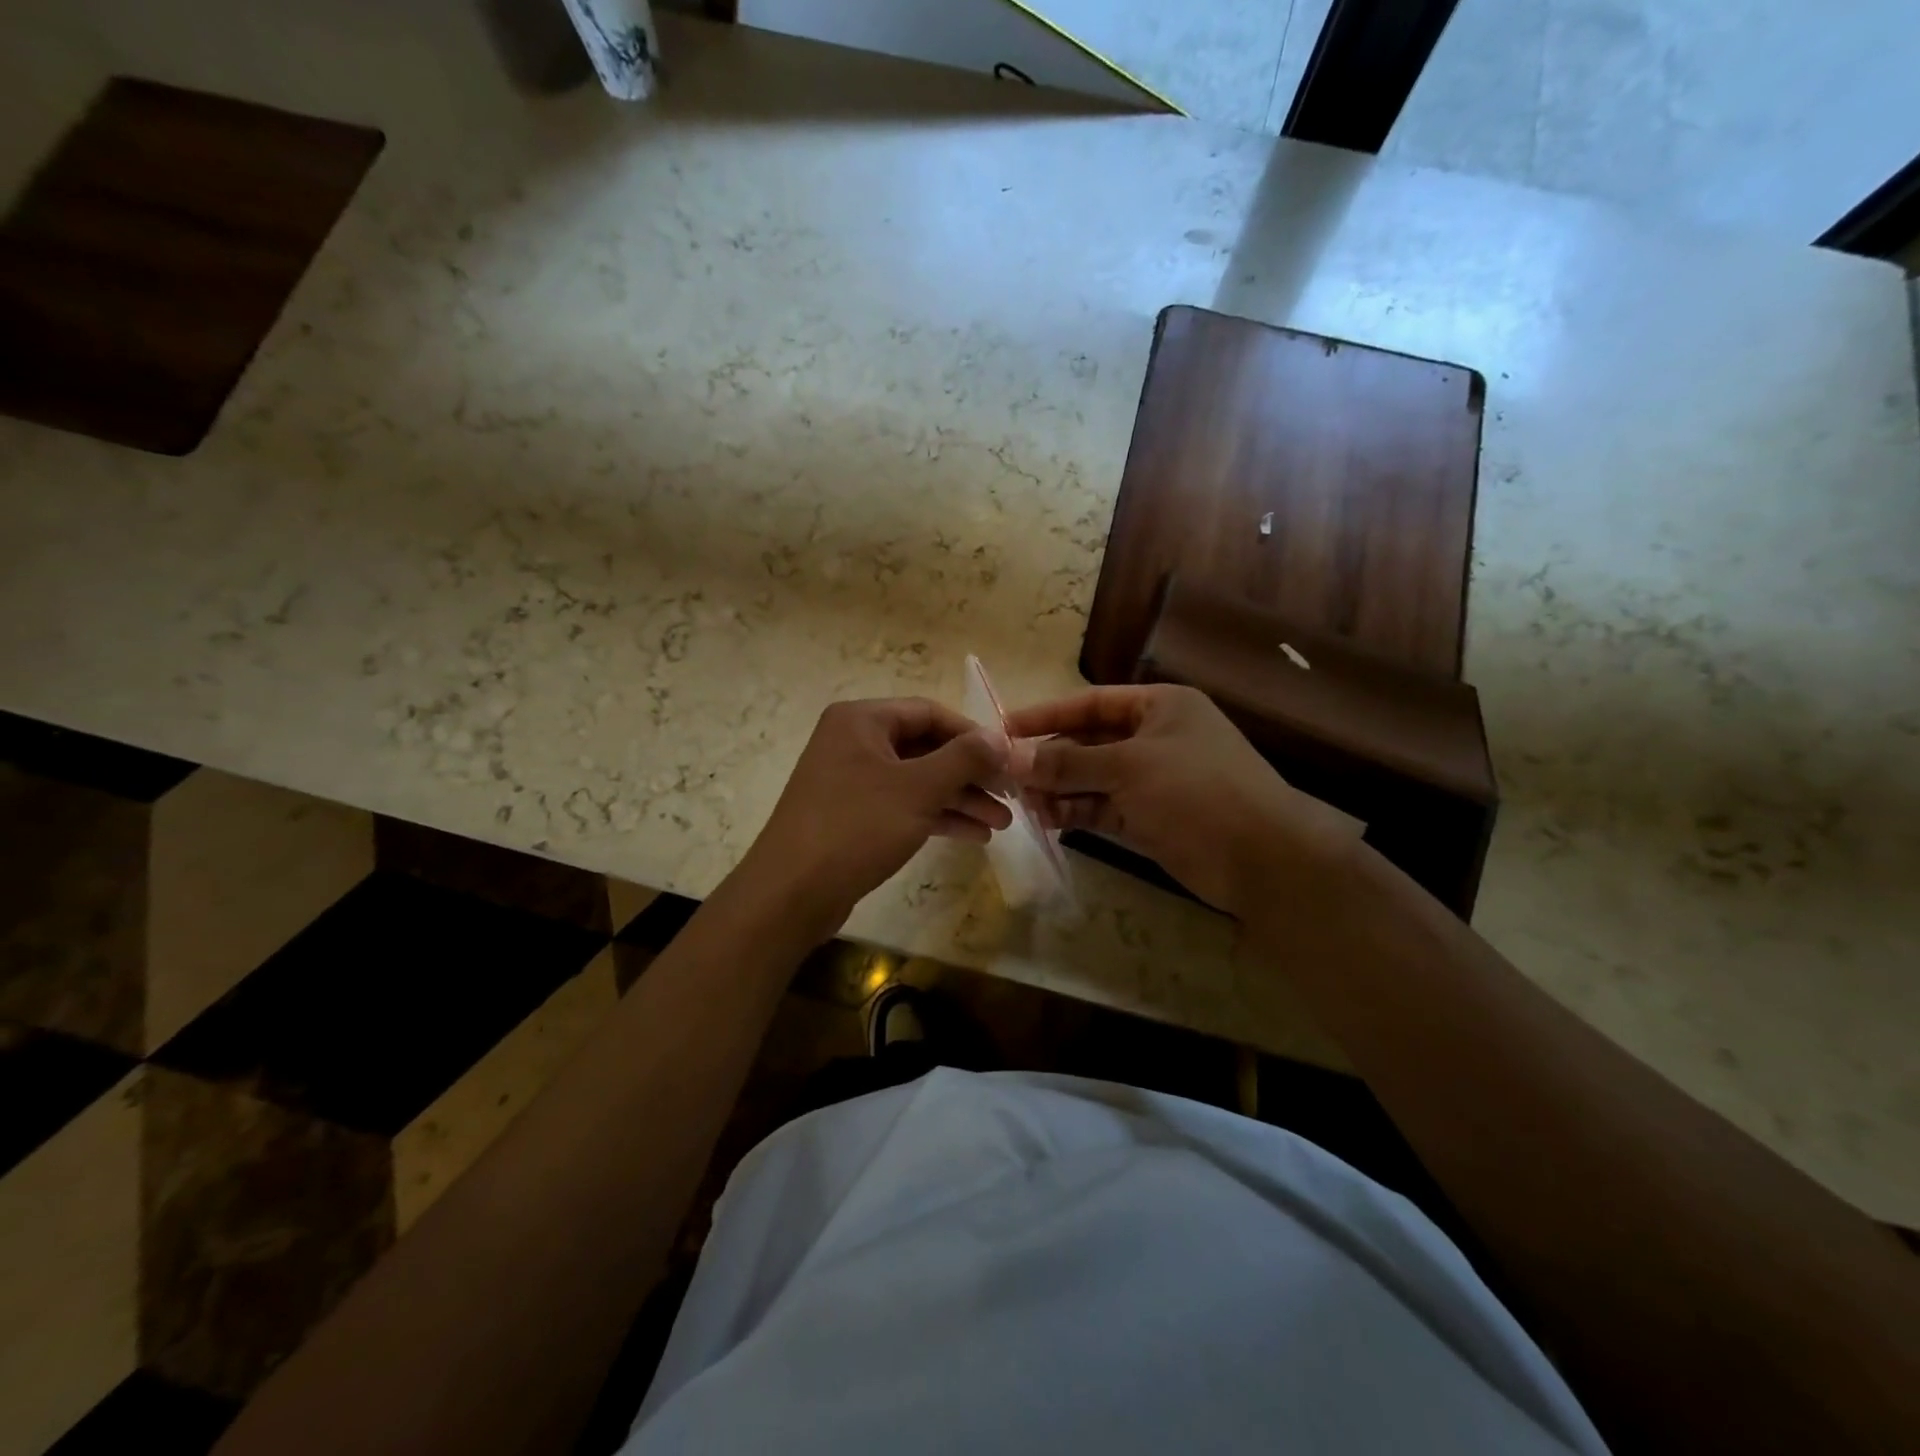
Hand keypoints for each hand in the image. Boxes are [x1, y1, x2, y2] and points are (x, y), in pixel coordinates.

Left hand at [734, 698, 1011, 937]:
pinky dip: (937, 817)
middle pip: (927, 748)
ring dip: (960, 799)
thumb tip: (1001, 738)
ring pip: (918, 781)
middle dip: (971, 774)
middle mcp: (855, 742)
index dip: (974, 735)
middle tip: (1012, 796)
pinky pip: (904, 805)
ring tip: (1002, 823)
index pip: (930, 713)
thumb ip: (963, 758)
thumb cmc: (856, 827)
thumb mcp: (918, 789)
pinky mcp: (854, 816)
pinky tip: (974, 835)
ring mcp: (852, 781)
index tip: (1009, 760)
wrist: (792, 893)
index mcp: (862, 720)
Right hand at [1005, 684, 1359, 916]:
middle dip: (1050, 758)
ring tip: (1024, 802)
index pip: (1091, 703)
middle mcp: (1153, 738)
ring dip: (1058, 788)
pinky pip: (1102, 807)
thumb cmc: (1196, 790)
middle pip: (1088, 742)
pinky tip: (1047, 819)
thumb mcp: (1129, 767)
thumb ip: (1069, 762)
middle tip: (1008, 775)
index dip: (1047, 714)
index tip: (1005, 727)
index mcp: (1159, 707)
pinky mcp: (1148, 817)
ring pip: (1091, 778)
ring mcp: (1151, 780)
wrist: (1261, 857)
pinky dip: (1075, 811)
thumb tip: (1013, 757)